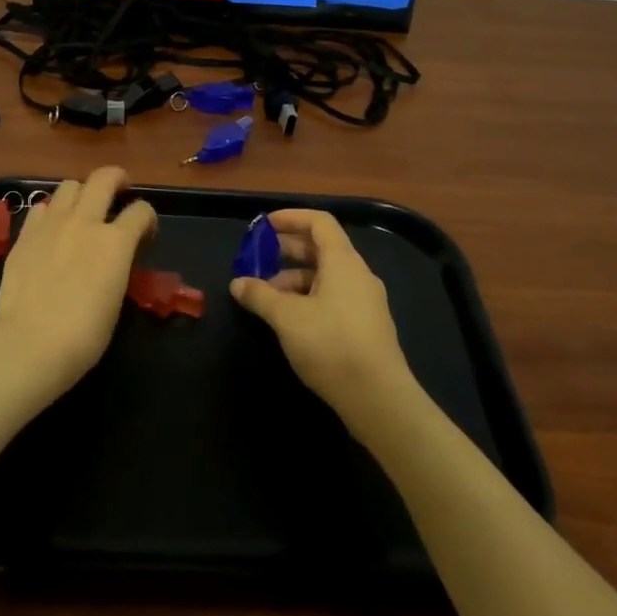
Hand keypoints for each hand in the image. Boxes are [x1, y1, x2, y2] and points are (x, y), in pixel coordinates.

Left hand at [0, 167, 155, 403]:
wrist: (30, 344)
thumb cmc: (83, 335)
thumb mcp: (116, 299)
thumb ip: (117, 267)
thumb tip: (113, 259)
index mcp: (116, 242)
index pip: (141, 211)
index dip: (148, 218)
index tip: (145, 232)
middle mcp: (85, 222)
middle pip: (104, 178)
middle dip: (117, 179)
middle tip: (120, 189)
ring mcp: (51, 224)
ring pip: (70, 185)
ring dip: (82, 192)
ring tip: (82, 209)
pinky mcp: (25, 234)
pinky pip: (42, 207)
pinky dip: (52, 211)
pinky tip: (52, 228)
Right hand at [230, 210, 416, 422]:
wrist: (378, 398)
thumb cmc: (331, 344)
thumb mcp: (286, 317)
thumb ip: (260, 295)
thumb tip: (238, 283)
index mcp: (343, 262)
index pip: (319, 222)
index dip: (290, 218)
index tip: (263, 227)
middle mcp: (357, 275)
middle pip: (321, 249)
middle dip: (286, 251)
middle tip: (256, 261)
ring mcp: (365, 302)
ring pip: (325, 277)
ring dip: (294, 280)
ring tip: (266, 298)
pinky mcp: (365, 326)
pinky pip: (333, 298)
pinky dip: (308, 299)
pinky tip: (289, 321)